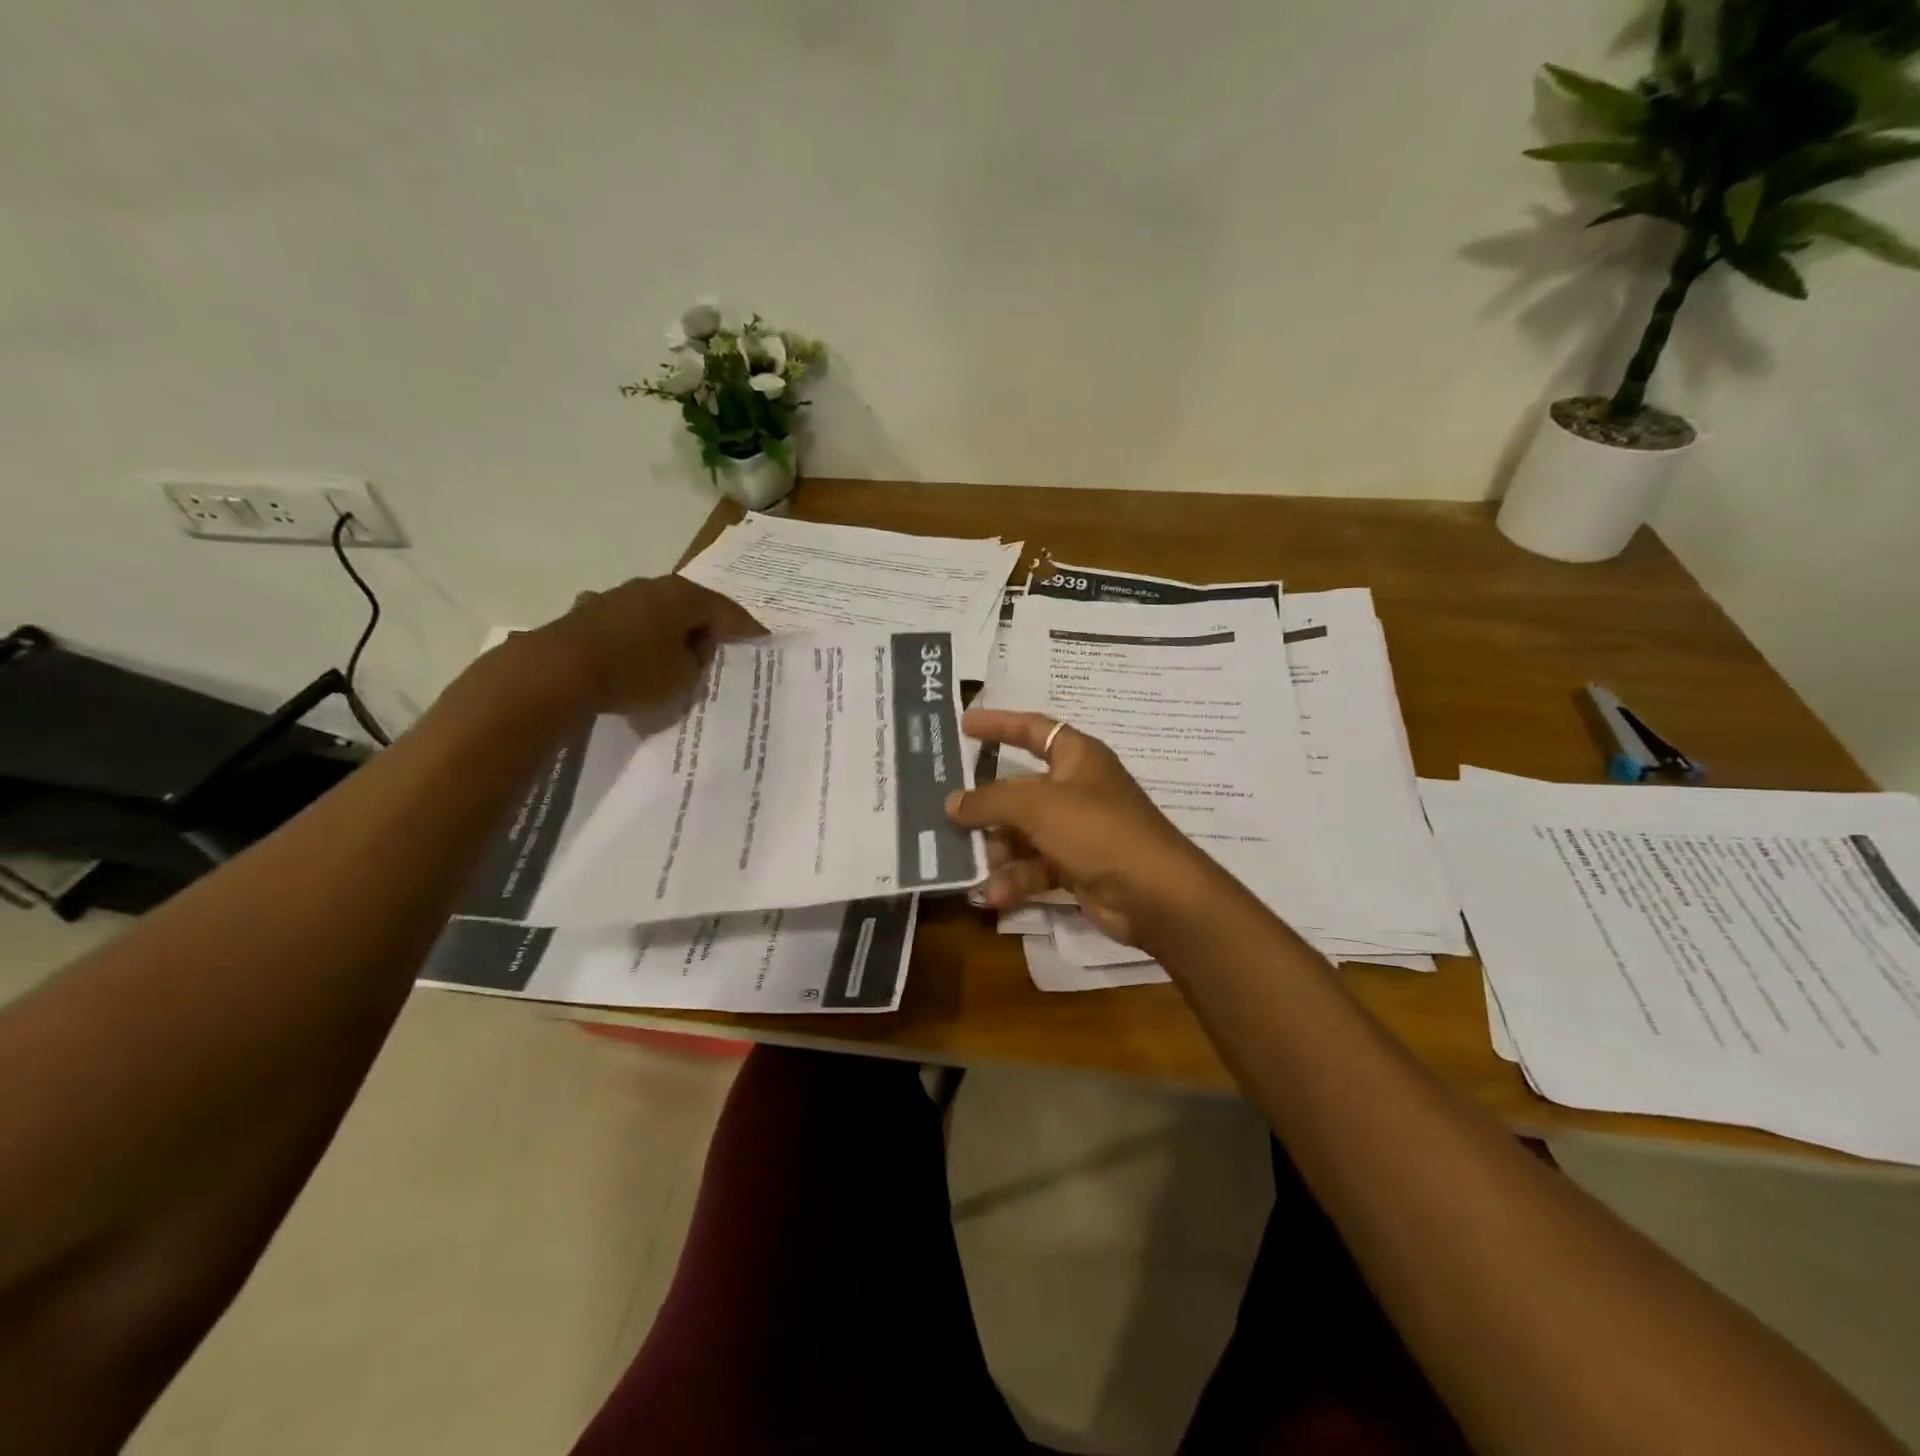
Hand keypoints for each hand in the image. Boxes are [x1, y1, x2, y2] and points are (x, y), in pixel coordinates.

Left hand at [530, 577, 764, 715]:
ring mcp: (616, 596)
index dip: (747, 628)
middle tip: (722, 648)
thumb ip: (697, 660)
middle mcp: (651, 587)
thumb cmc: (634, 672)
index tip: (762, 640)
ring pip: (656, 613)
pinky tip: (637, 653)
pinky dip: (639, 638)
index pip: (727, 610)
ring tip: (678, 654)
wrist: (557, 671)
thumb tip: (691, 647)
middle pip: (690, 606)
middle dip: (706, 626)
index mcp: (683, 596)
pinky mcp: (588, 614)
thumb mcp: (684, 677)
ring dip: (669, 631)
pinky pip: (628, 626)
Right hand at [944, 710, 1225, 946]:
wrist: (1154, 894)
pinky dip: (1014, 880)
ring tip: (969, 866)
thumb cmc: (1097, 830)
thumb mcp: (1037, 805)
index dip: (999, 724)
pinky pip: (1035, 867)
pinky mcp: (1076, 868)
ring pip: (1022, 834)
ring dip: (997, 851)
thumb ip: (990, 800)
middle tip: (944, 814)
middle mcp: (1077, 790)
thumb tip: (952, 803)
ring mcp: (1077, 831)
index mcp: (1077, 757)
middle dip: (986, 806)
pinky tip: (994, 896)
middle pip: (1019, 790)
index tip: (964, 724)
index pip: (1033, 729)